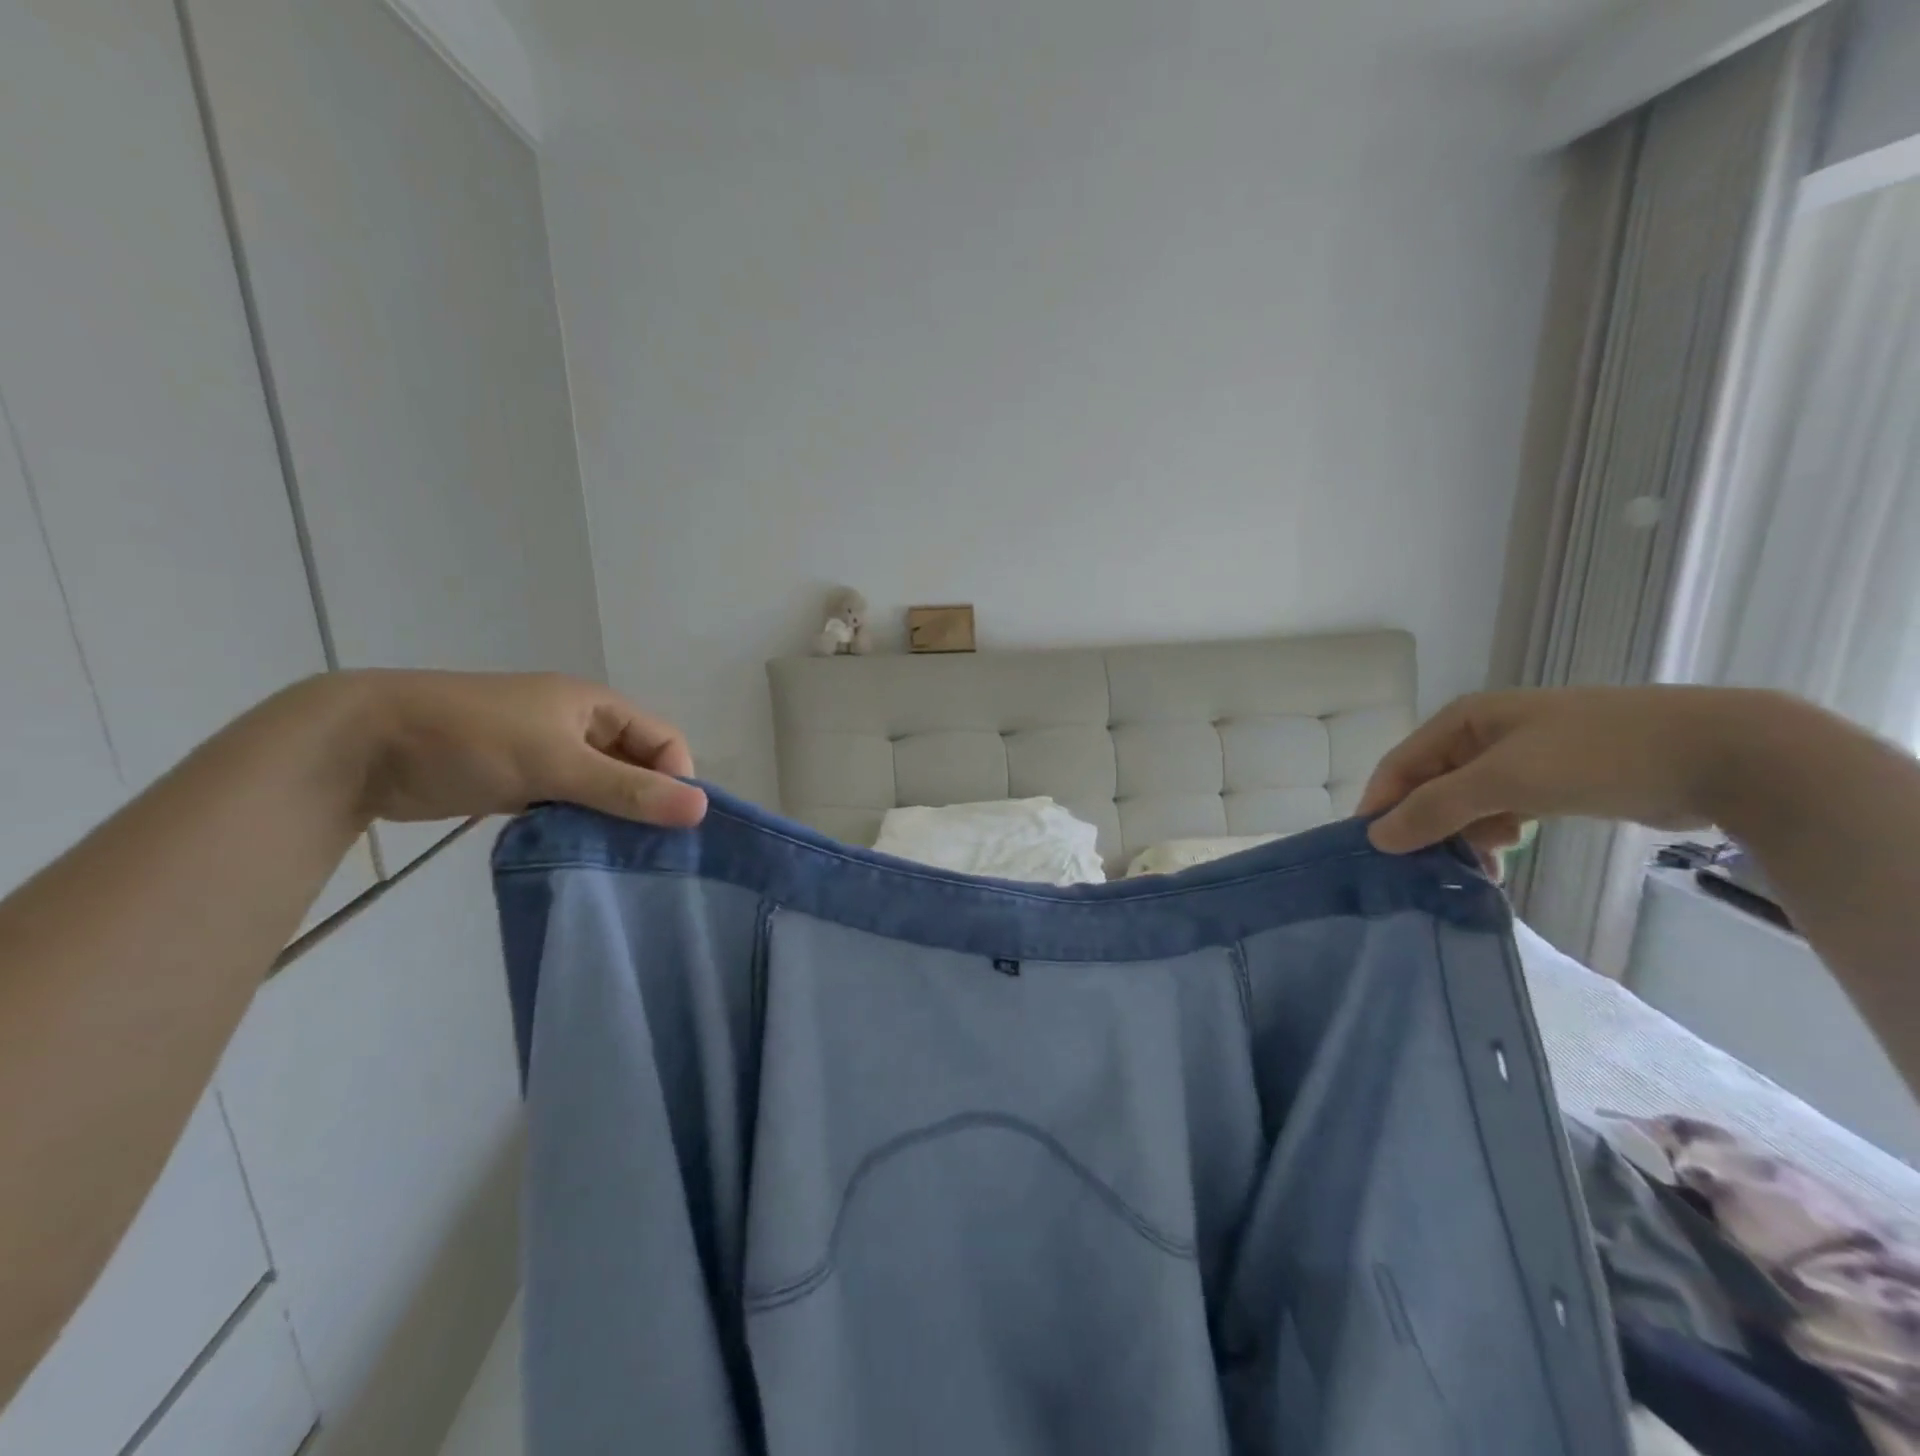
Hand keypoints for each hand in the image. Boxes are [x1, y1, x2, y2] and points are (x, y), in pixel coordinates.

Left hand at [339, 670, 707, 826]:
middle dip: (646, 804)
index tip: (669, 826)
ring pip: (603, 789)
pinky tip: (579, 852)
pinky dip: (579, 824)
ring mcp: (548, 753)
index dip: (677, 779)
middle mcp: (580, 726)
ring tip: (616, 858)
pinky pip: (569, 803)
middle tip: (647, 852)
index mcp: (597, 706)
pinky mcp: (519, 781)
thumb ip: (627, 789)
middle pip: (637, 766)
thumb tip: (701, 810)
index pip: (665, 742)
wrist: (361, 744)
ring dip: (612, 819)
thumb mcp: (556, 763)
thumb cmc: (470, 739)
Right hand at [1356, 687, 1746, 862]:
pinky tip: (1505, 857)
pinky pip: (1502, 809)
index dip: (1381, 806)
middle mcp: (1483, 734)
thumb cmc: (1596, 754)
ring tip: (1476, 869)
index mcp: (1463, 720)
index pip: (1399, 765)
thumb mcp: (1504, 780)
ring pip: (1466, 802)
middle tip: (1424, 870)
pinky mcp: (1552, 781)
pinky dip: (1496, 834)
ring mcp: (1520, 757)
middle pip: (1431, 785)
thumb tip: (1376, 837)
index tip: (1372, 852)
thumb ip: (1435, 808)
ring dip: (1463, 835)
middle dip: (1426, 825)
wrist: (1721, 753)